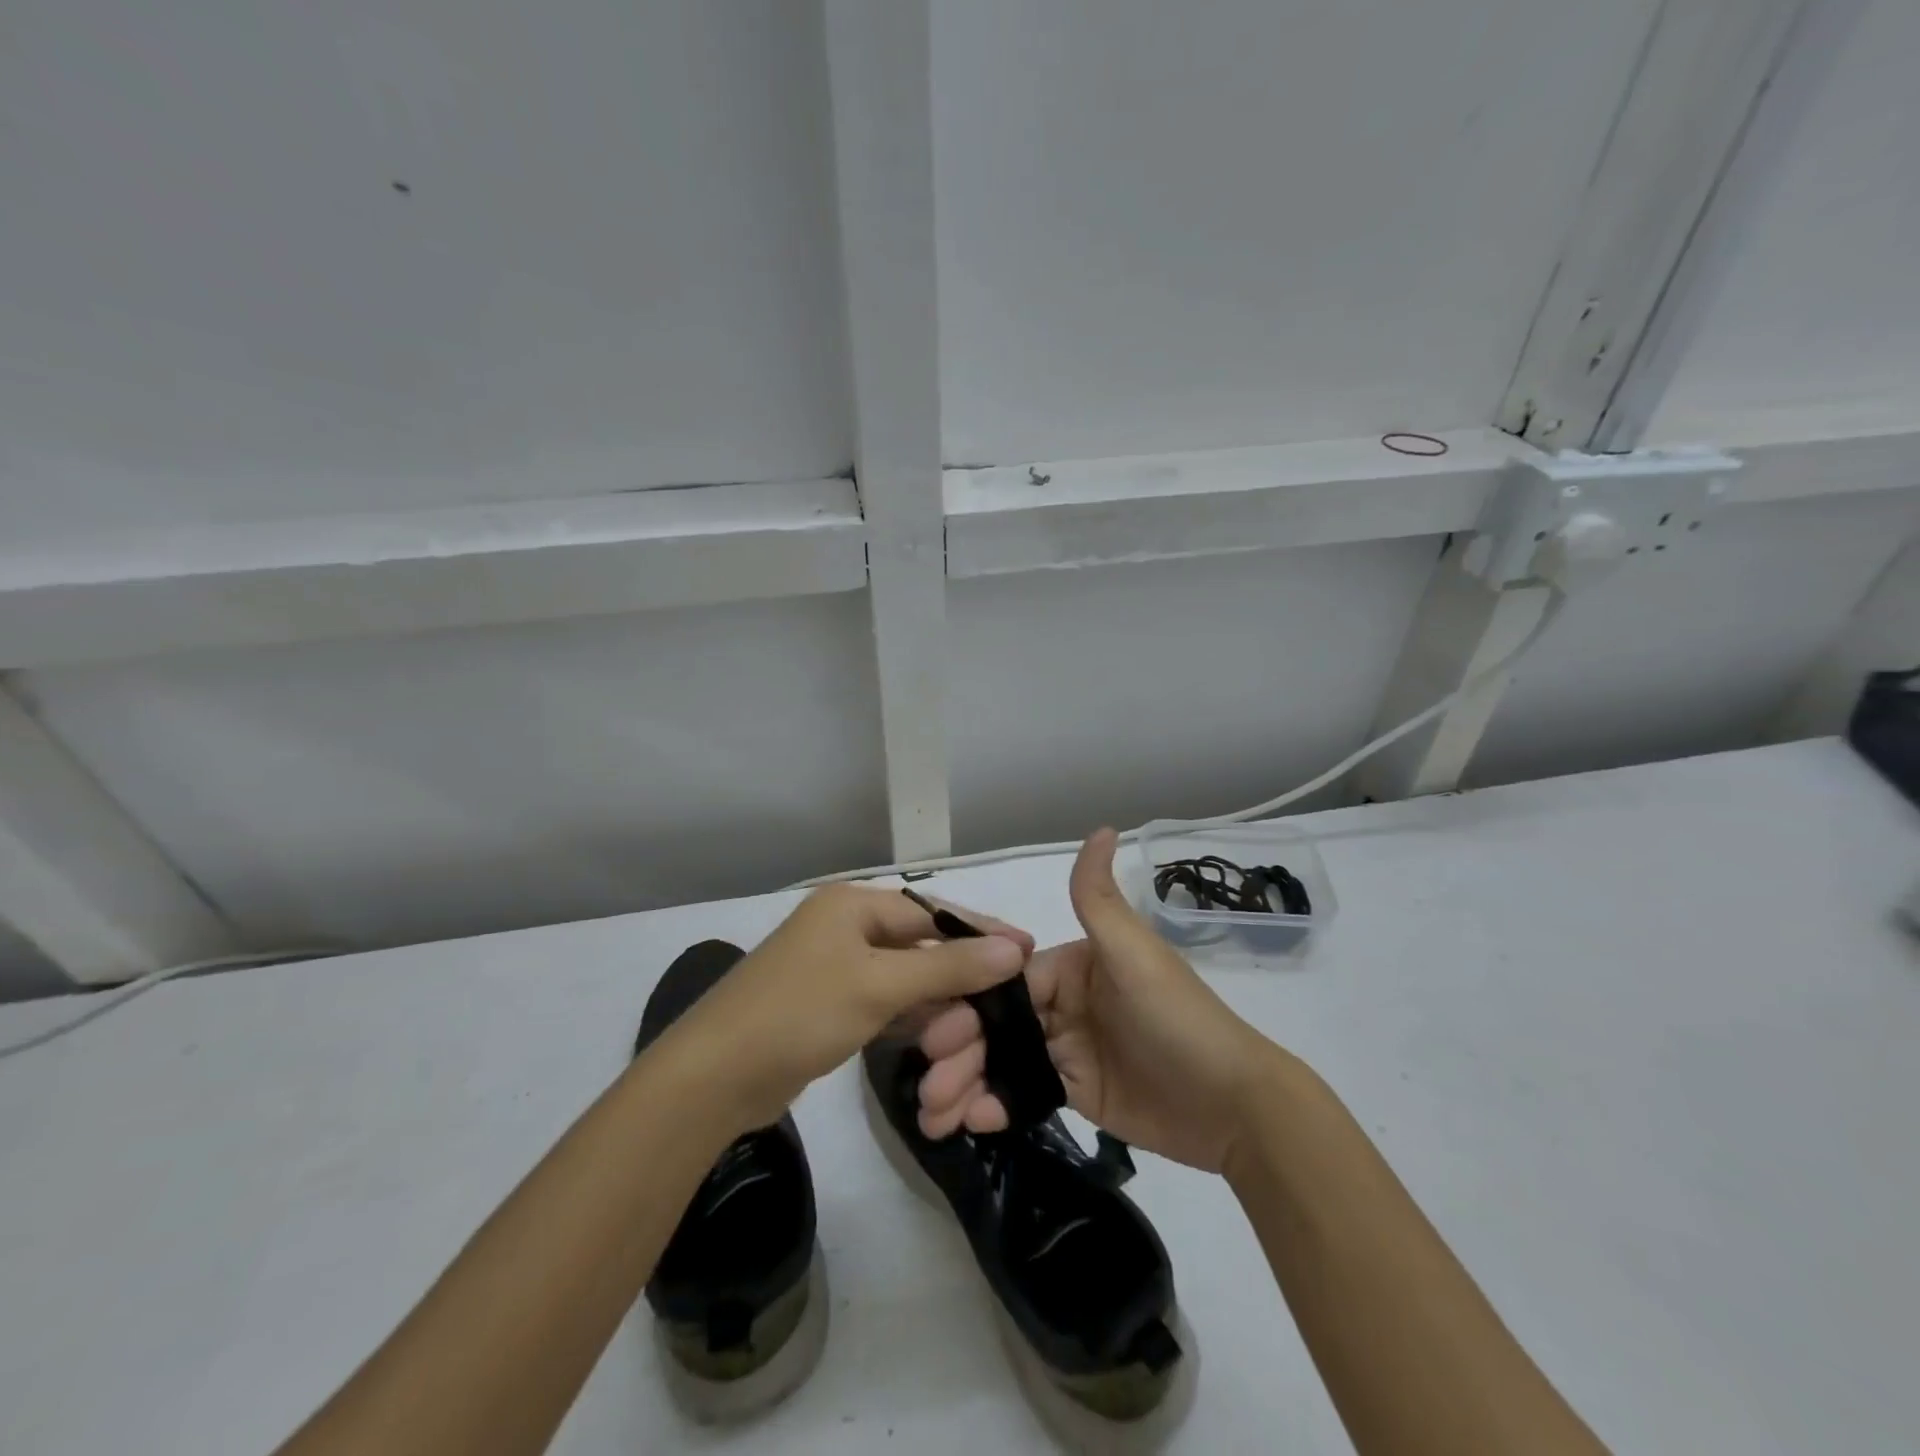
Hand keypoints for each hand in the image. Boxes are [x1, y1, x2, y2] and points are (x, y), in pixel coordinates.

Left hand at [657, 884, 1033, 1132]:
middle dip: (960, 971)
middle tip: (1009, 997)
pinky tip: (939, 1033)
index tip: (1027, 950)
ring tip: (981, 1021)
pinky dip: (909, 1016)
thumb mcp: (879, 985)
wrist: (714, 1078)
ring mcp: (832, 968)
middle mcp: (842, 927)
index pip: (931, 911)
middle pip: (918, 943)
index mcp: (851, 905)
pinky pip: (881, 1002)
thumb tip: (1014, 948)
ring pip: (901, 977)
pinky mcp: (826, 1006)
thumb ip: (949, 966)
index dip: (980, 931)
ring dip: (937, 999)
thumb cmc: (800, 1013)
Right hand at [916, 829, 1283, 1172]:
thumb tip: (1102, 827)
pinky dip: (993, 1105)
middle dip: (957, 1048)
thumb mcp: (1134, 953)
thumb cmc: (1177, 1018)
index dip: (968, 1001)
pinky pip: (1023, 1093)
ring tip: (933, 1113)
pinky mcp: (1074, 1092)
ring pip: (1002, 1059)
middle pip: (997, 1022)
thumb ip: (1099, 898)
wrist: (1234, 1105)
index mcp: (1071, 965)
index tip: (933, 1029)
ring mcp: (1067, 1049)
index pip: (1005, 980)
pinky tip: (967, 1122)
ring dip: (964, 1082)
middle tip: (927, 1082)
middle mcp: (1063, 1002)